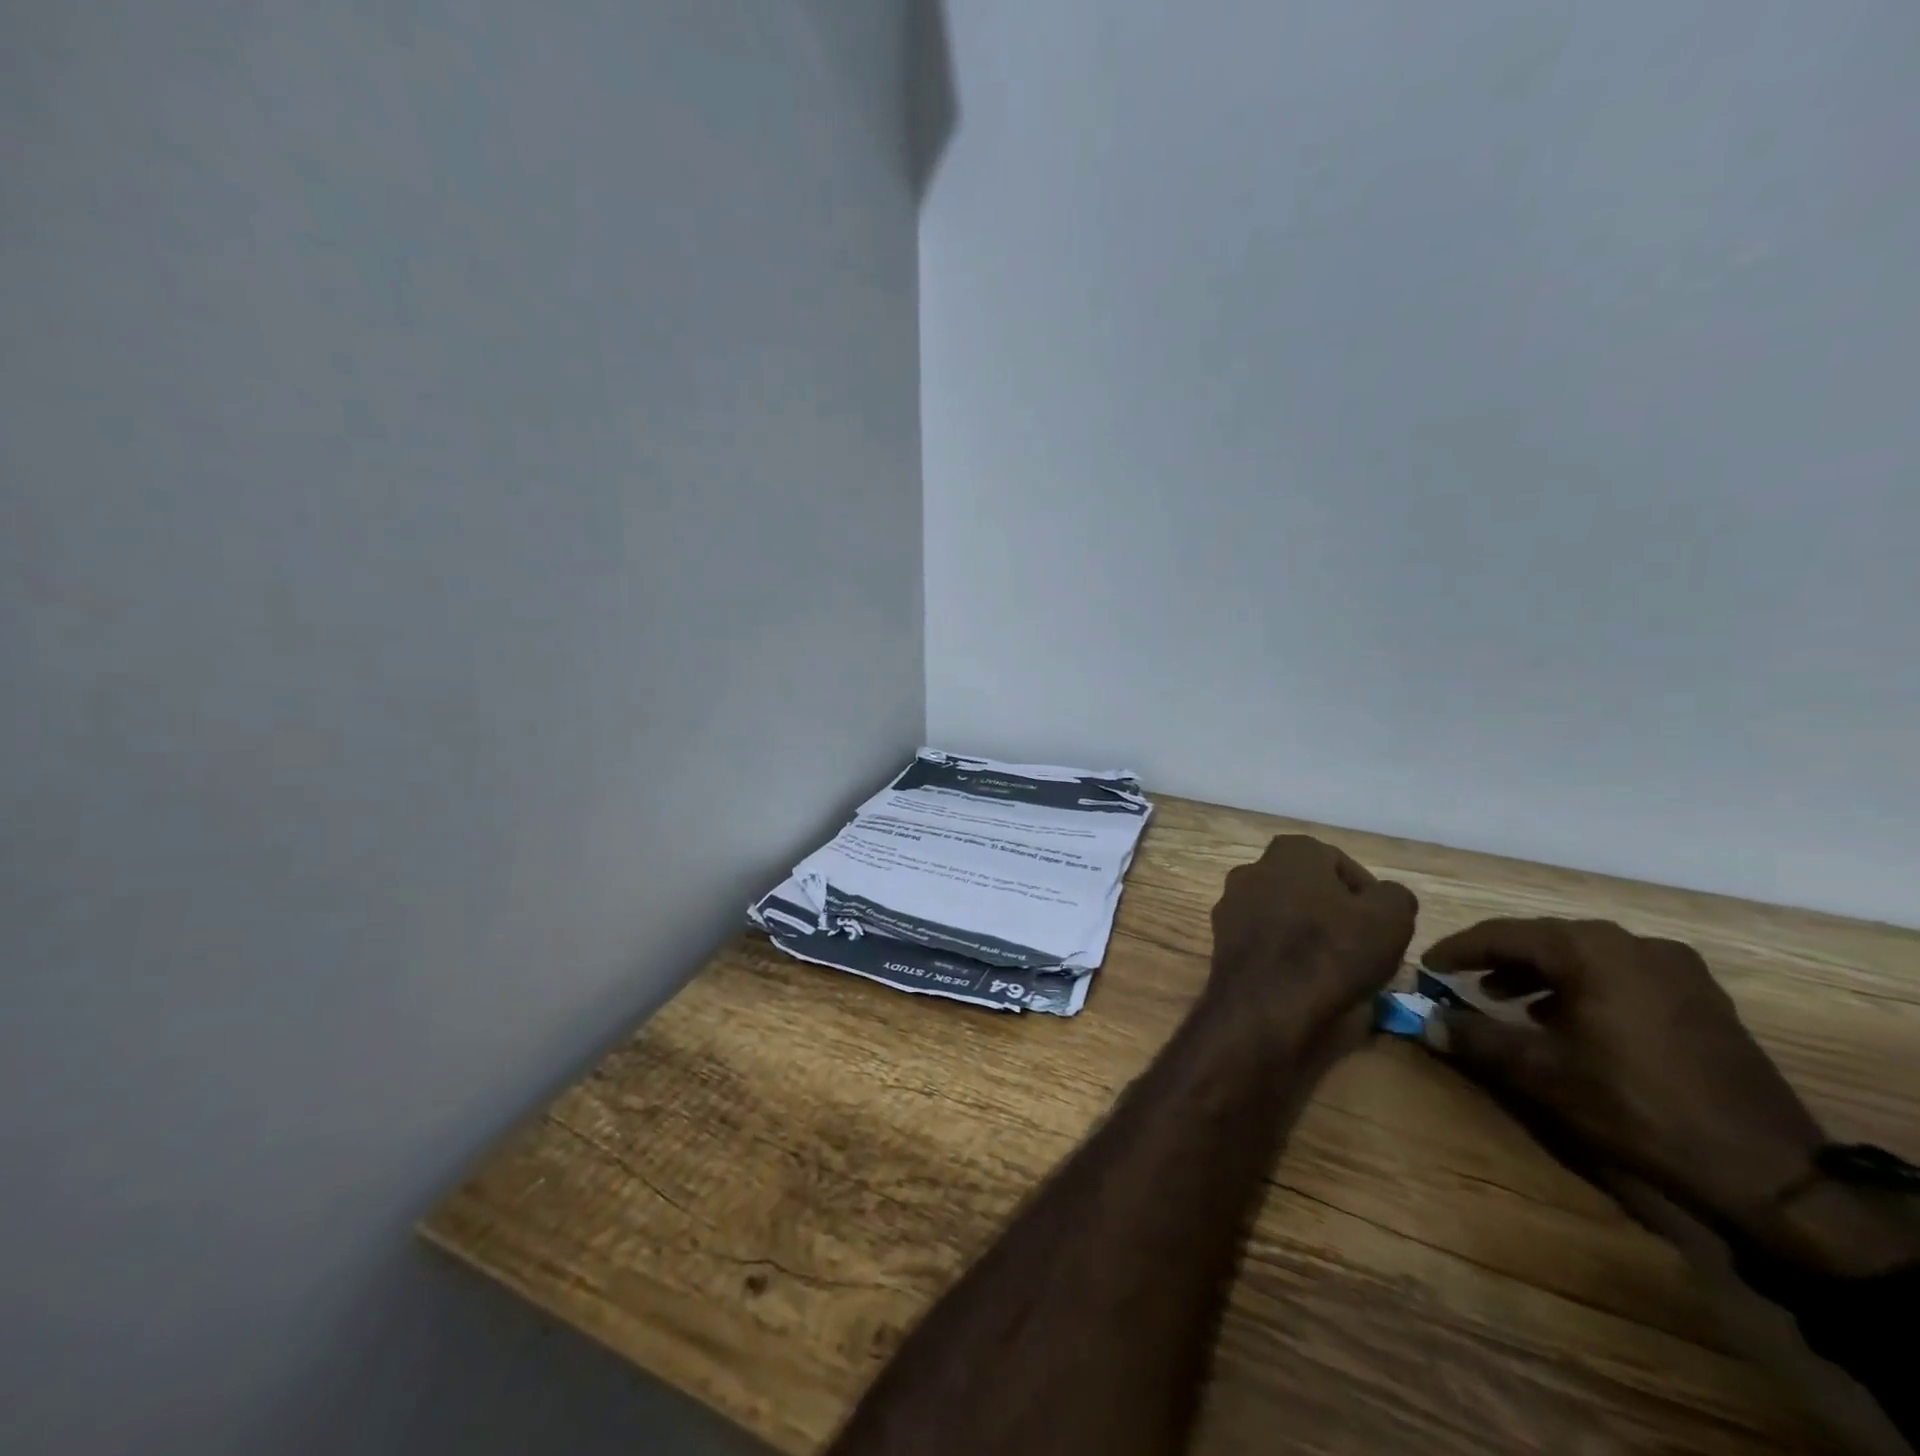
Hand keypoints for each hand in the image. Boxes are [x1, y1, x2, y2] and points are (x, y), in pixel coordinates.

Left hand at [1208, 836, 1416, 1045]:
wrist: (1265, 1005)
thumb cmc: (1331, 951)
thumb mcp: (1390, 919)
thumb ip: (1393, 897)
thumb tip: (1383, 896)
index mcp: (1291, 851)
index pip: (1338, 863)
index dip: (1365, 895)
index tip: (1381, 925)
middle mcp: (1253, 868)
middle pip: (1305, 887)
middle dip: (1332, 911)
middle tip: (1358, 944)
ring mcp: (1230, 903)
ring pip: (1281, 912)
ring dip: (1304, 931)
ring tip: (1332, 966)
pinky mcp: (1220, 938)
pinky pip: (1262, 938)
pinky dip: (1281, 952)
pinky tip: (1300, 977)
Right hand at [1419, 918, 1826, 1248]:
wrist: (1768, 1170)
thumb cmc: (1636, 1107)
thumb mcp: (1540, 1073)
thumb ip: (1476, 1038)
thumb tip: (1426, 1022)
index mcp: (1590, 950)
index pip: (1504, 934)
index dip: (1459, 949)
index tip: (1428, 966)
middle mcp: (1632, 944)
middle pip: (1545, 939)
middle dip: (1499, 959)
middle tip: (1464, 981)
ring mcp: (1676, 969)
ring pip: (1585, 956)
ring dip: (1540, 973)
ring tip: (1509, 1001)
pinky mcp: (1702, 999)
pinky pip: (1622, 974)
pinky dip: (1583, 986)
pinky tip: (1570, 1018)